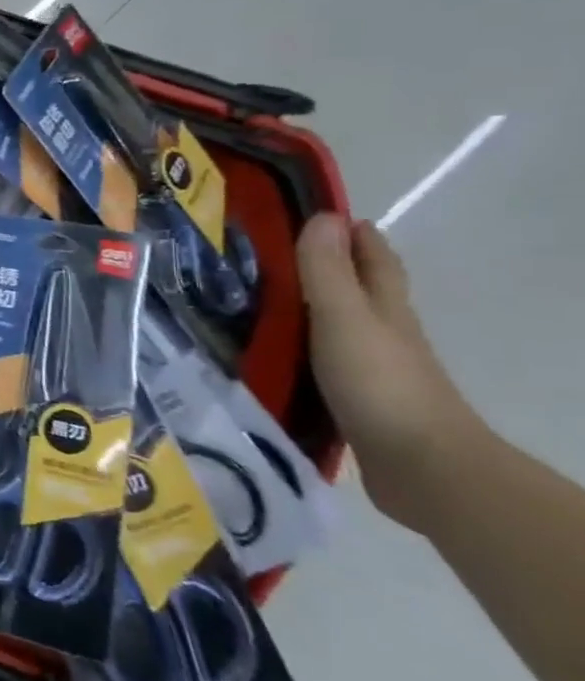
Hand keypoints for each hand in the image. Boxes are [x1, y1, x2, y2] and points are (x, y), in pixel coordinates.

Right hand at [296, 213, 488, 531]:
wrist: (421, 466)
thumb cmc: (381, 382)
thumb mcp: (345, 319)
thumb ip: (328, 272)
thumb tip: (325, 216)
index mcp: (384, 310)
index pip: (374, 262)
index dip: (357, 237)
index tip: (325, 213)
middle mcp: (381, 333)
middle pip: (359, 292)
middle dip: (331, 269)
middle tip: (278, 251)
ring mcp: (369, 369)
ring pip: (335, 326)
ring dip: (307, 309)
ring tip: (258, 297)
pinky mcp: (351, 399)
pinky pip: (319, 360)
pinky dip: (299, 347)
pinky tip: (269, 350)